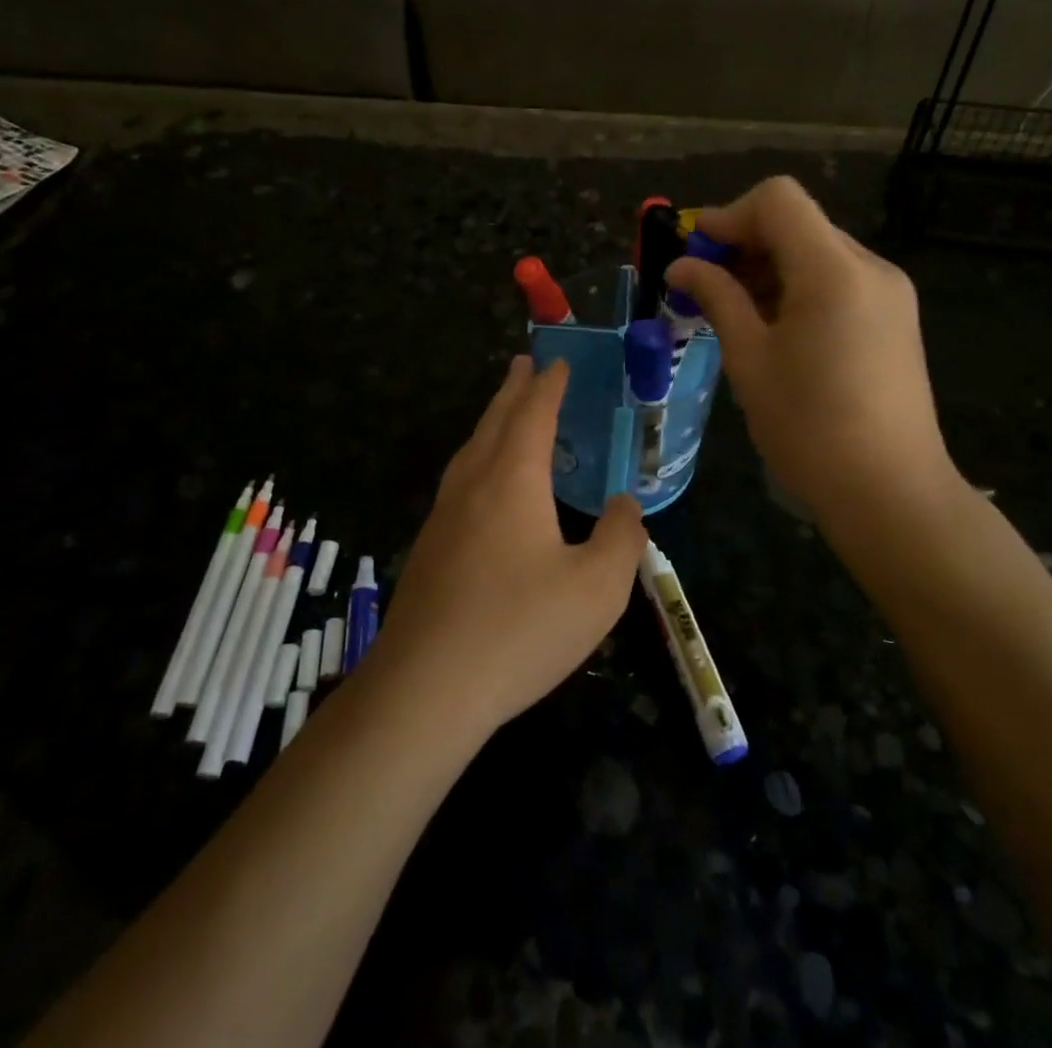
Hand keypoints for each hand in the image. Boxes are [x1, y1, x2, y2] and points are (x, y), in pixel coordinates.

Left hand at [367, 356, 647, 739]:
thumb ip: (622, 538)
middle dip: (513, 390)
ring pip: (469, 451)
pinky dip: (477, 459)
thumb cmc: (520, 629)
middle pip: (494, 422)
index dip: (548, 386)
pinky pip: (458, 482)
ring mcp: (443, 517)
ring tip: (503, 412)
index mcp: (512, 480)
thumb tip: (626, 505)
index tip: (558, 362)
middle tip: (524, 364)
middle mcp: (473, 485)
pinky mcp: (429, 550)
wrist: (425, 689)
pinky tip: (482, 486)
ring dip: (491, 422)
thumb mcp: (598, 588)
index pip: (533, 415)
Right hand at [665, 176, 961, 534]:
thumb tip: (681, 266)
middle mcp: (870, 268)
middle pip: (798, 223)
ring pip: (817, 253)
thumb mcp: (750, 360)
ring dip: (769, 269)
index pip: (778, 200)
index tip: (695, 256)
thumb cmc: (809, 429)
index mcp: (834, 270)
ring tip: (734, 315)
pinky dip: (798, 289)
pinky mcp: (895, 320)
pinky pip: (838, 282)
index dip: (728, 217)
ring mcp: (889, 294)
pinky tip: (775, 331)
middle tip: (704, 289)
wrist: (891, 494)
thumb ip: (717, 299)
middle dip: (745, 245)